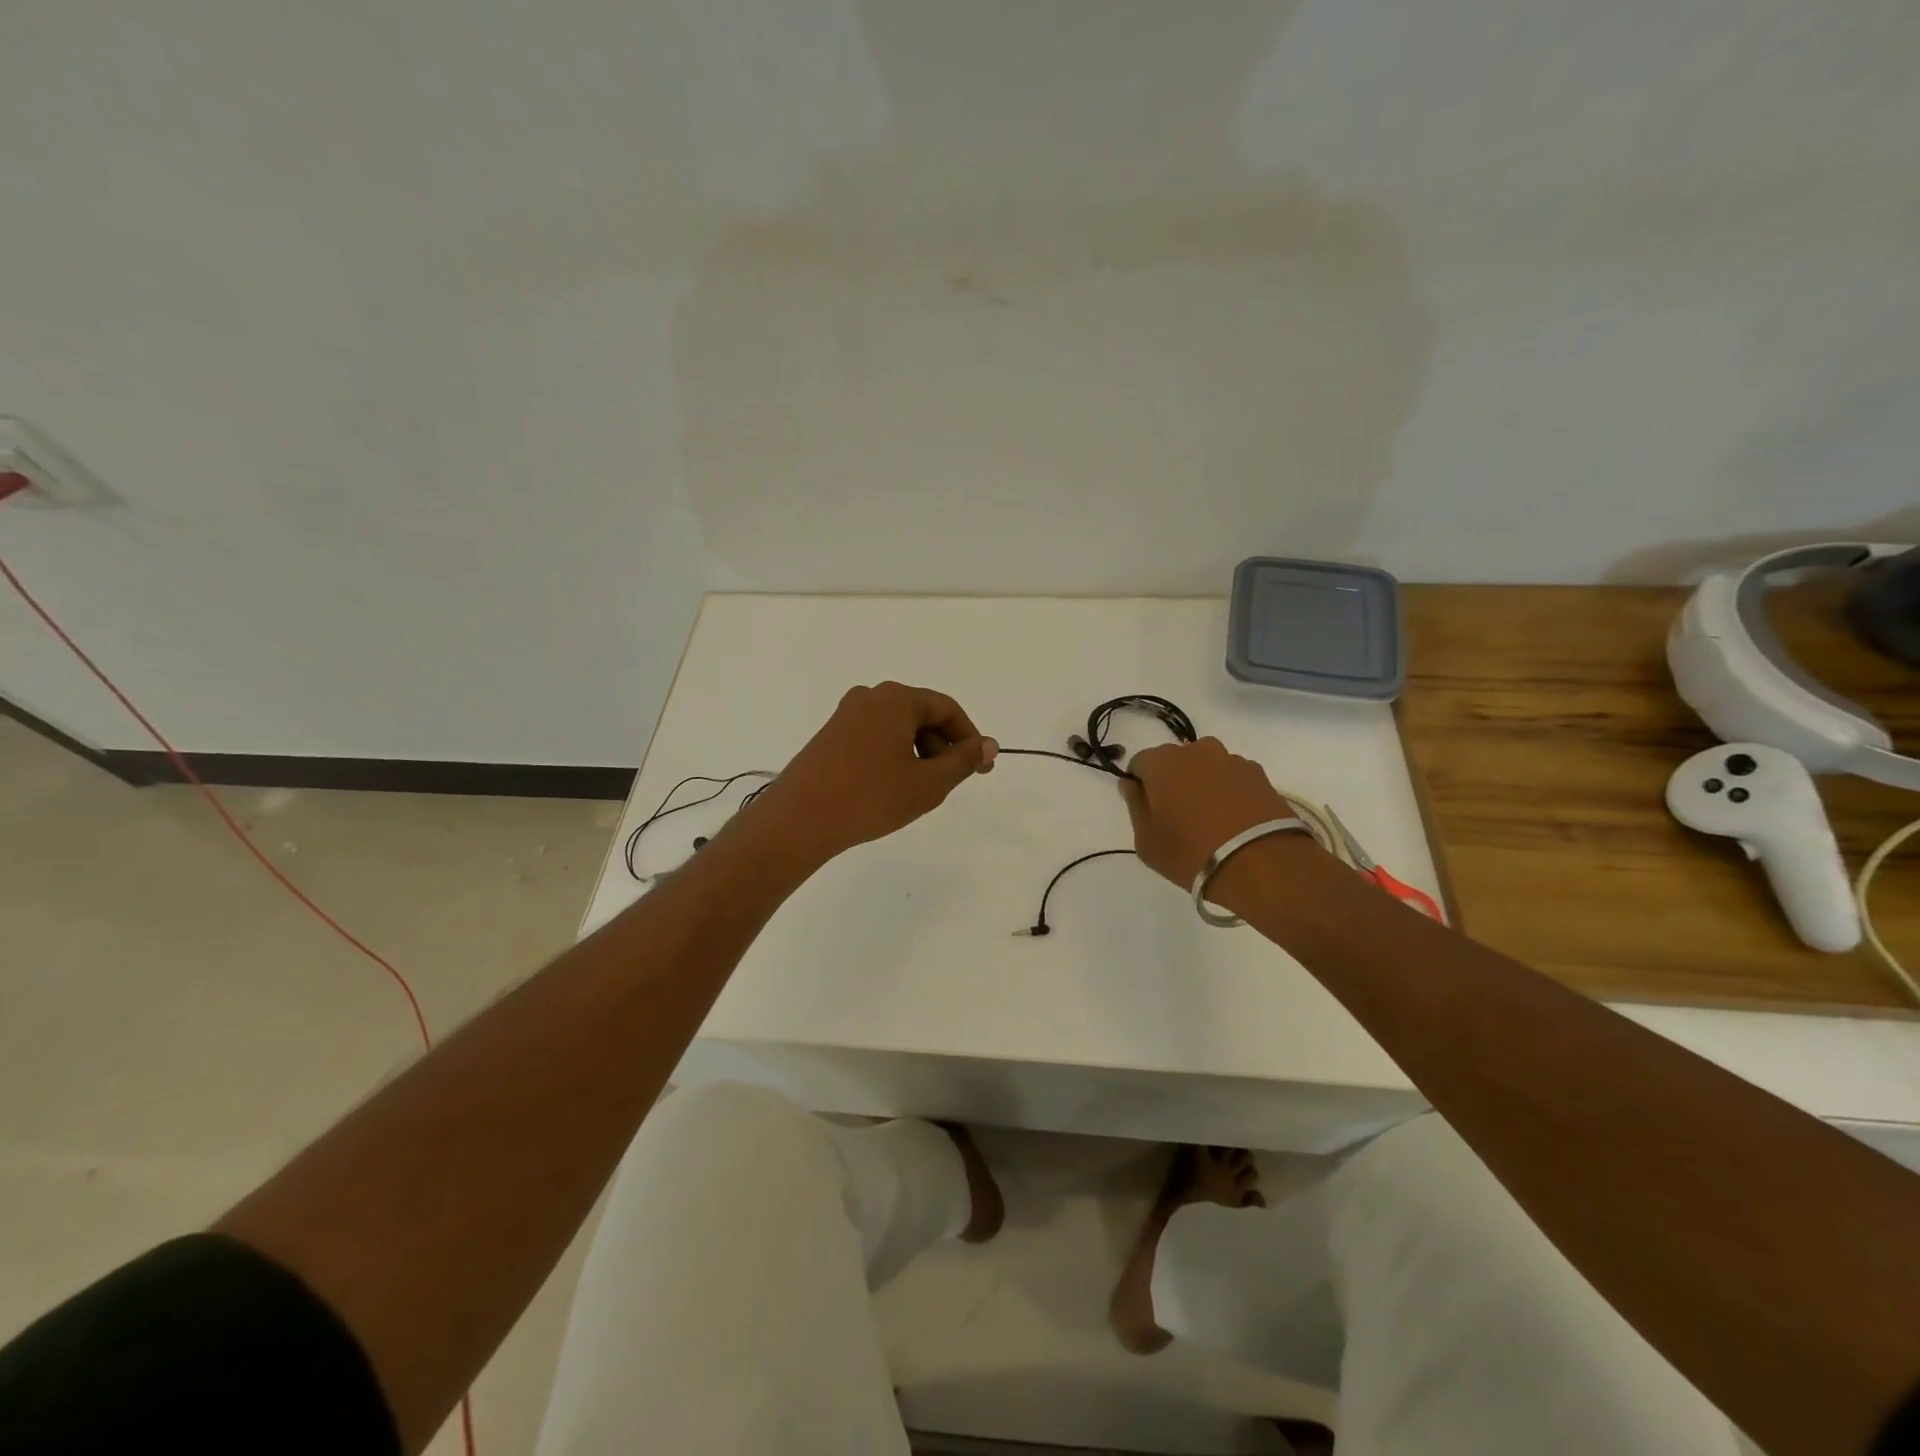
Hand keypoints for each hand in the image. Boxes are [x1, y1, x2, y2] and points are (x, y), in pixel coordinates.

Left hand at [748, 682, 997, 866]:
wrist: (799, 819)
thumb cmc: (870, 797)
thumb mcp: (928, 784)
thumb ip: (963, 761)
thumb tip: (988, 745)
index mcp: (897, 699)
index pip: (947, 709)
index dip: (970, 738)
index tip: (982, 770)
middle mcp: (870, 697)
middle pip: (922, 715)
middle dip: (943, 747)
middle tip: (950, 783)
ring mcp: (846, 715)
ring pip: (898, 728)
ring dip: (918, 754)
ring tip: (919, 790)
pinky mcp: (830, 735)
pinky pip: (875, 737)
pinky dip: (893, 756)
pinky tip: (890, 788)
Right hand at [1120, 738, 1296, 887]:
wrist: (1260, 863)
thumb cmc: (1190, 852)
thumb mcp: (1146, 840)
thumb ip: (1135, 806)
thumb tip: (1133, 785)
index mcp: (1161, 762)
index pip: (1140, 764)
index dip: (1141, 786)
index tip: (1148, 811)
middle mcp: (1196, 750)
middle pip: (1175, 761)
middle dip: (1173, 781)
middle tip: (1178, 817)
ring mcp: (1232, 760)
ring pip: (1207, 767)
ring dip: (1203, 784)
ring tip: (1211, 820)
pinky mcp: (1260, 775)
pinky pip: (1233, 778)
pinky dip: (1230, 792)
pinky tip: (1235, 821)